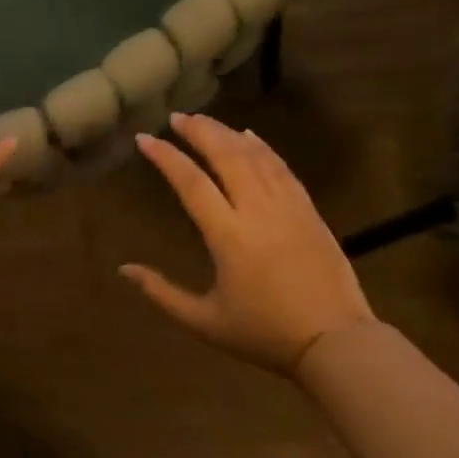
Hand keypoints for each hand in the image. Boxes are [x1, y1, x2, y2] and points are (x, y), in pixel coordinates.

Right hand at [122, 113, 374, 374]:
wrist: (333, 340)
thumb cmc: (264, 334)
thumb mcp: (204, 321)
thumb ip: (161, 293)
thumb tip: (124, 270)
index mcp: (228, 236)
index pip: (191, 183)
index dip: (166, 158)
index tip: (145, 139)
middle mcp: (257, 211)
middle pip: (226, 156)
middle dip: (199, 132)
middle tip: (176, 117)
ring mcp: (288, 206)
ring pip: (255, 156)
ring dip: (227, 134)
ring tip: (205, 121)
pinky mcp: (309, 210)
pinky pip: (282, 168)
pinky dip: (264, 148)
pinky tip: (250, 138)